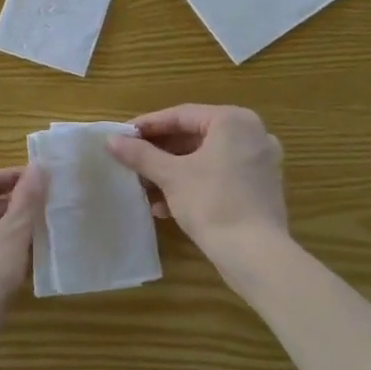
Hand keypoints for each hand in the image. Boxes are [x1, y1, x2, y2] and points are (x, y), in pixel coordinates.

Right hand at [107, 105, 287, 262]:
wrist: (254, 254)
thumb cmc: (212, 202)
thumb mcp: (171, 176)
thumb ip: (140, 154)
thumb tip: (111, 140)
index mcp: (234, 121)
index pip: (181, 115)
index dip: (148, 125)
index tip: (121, 136)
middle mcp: (252, 134)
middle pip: (194, 136)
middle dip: (159, 153)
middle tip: (130, 161)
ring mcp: (259, 162)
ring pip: (205, 159)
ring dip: (172, 172)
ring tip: (144, 188)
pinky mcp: (259, 189)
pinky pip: (218, 176)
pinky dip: (192, 185)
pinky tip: (165, 207)